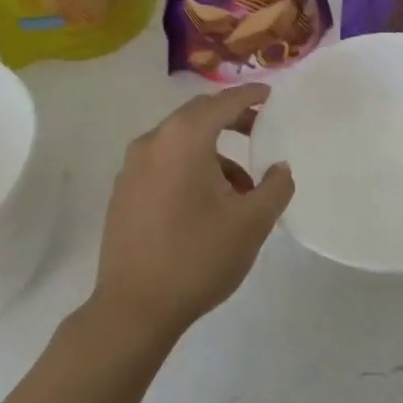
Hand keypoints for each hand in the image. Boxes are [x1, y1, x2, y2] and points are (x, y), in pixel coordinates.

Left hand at [92, 84, 294, 336]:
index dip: (250, 95)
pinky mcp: (123, 194)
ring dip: (213, 152)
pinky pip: (163, 163)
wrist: (134, 309)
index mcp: (184, 139)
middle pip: (197, 116)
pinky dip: (190, 167)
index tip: (270, 94)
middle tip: (260, 129)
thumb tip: (279, 168)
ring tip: (242, 187)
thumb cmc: (198, 256)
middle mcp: (153, 142)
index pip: (223, 102)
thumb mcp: (252, 222)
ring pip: (180, 143)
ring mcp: (131, 168)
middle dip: (231, 119)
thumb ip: (276, 186)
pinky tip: (208, 203)